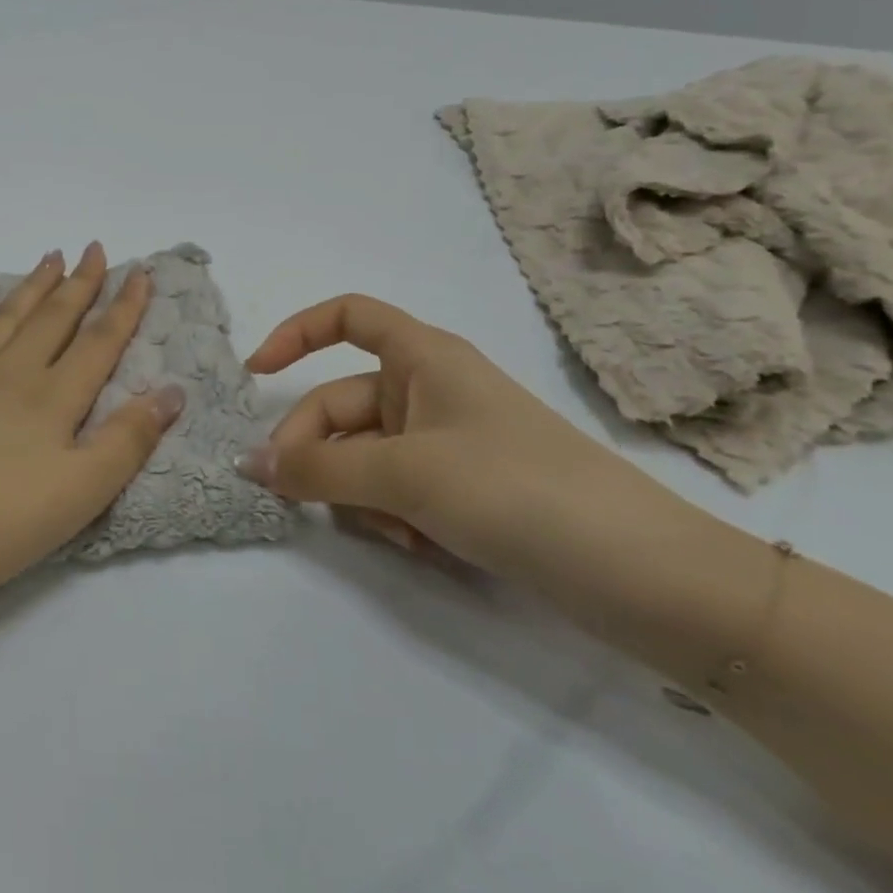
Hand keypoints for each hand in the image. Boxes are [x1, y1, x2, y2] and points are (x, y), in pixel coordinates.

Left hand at [0, 243, 183, 611]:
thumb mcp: (78, 495)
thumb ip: (127, 442)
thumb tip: (172, 391)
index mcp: (51, 399)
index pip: (99, 343)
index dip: (124, 307)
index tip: (140, 272)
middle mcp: (8, 372)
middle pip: (53, 319)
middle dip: (79, 284)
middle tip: (94, 249)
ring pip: (4, 317)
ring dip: (30, 286)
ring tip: (50, 258)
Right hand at [237, 295, 692, 595]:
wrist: (644, 576)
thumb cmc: (516, 489)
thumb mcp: (406, 474)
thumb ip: (319, 470)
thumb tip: (249, 465)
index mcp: (424, 358)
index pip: (347, 317)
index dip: (296, 334)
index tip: (256, 376)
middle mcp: (430, 391)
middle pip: (341, 405)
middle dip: (316, 451)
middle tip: (293, 498)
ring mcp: (447, 443)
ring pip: (364, 456)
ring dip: (360, 494)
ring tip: (395, 533)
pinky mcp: (463, 490)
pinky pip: (397, 490)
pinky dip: (393, 517)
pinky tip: (420, 548)